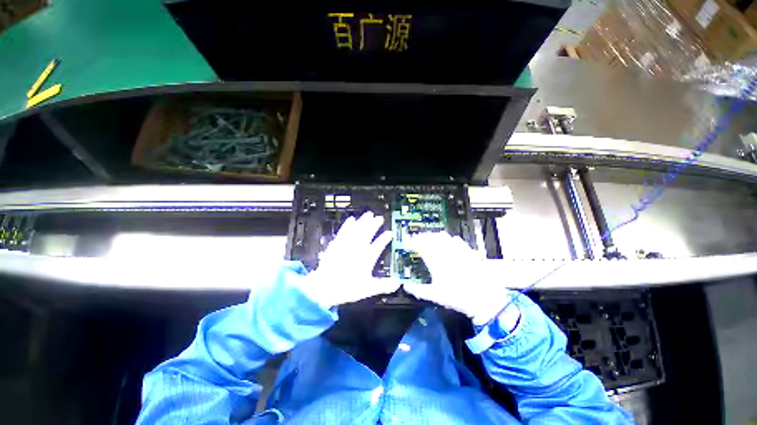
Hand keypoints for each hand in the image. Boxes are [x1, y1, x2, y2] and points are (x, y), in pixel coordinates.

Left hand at [297, 212, 399, 307]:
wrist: (324, 287)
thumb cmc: (347, 288)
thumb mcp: (368, 289)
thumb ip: (383, 285)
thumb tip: (396, 284)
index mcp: (367, 258)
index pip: (378, 245)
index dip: (384, 238)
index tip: (389, 233)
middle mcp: (358, 248)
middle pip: (368, 232)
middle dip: (374, 224)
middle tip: (379, 217)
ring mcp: (346, 245)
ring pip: (357, 229)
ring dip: (363, 221)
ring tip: (368, 214)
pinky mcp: (336, 244)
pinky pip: (344, 231)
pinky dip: (348, 224)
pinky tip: (351, 219)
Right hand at [403, 232, 512, 325]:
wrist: (485, 298)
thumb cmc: (458, 298)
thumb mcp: (436, 296)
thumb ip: (418, 290)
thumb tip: (406, 286)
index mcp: (436, 261)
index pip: (420, 246)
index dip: (412, 242)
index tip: (407, 244)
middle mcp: (446, 252)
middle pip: (430, 238)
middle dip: (421, 237)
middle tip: (416, 241)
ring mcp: (458, 250)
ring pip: (442, 236)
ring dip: (433, 236)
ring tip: (429, 239)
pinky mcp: (468, 251)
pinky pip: (456, 239)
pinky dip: (448, 238)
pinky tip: (448, 241)